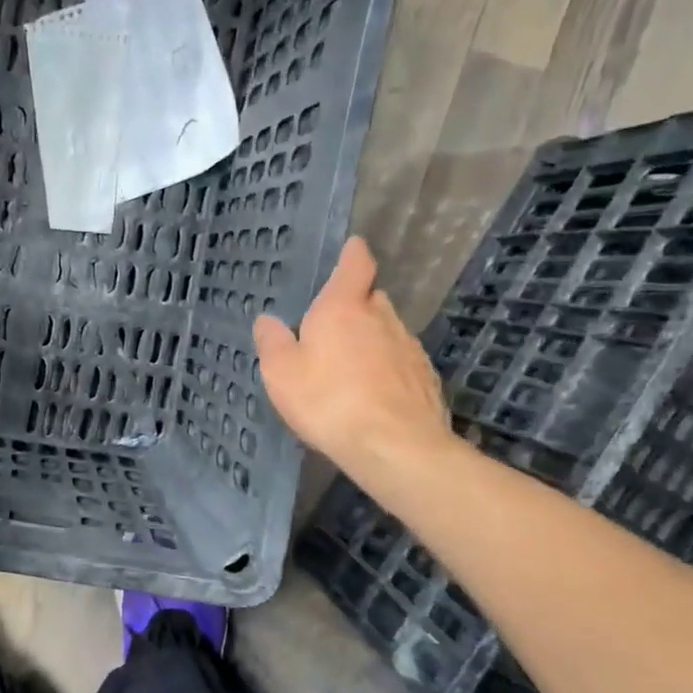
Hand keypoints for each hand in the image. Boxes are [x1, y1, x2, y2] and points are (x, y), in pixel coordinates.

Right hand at [253, 237, 453, 486]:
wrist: (394, 446)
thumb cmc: (328, 401)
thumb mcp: (281, 373)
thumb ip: (272, 342)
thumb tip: (267, 320)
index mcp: (343, 308)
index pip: (355, 265)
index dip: (353, 254)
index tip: (353, 246)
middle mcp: (382, 318)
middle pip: (372, 299)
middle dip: (356, 305)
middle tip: (333, 325)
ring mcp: (409, 348)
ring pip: (388, 331)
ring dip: (371, 339)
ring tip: (350, 367)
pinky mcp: (426, 379)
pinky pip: (400, 363)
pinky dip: (387, 369)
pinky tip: (373, 394)